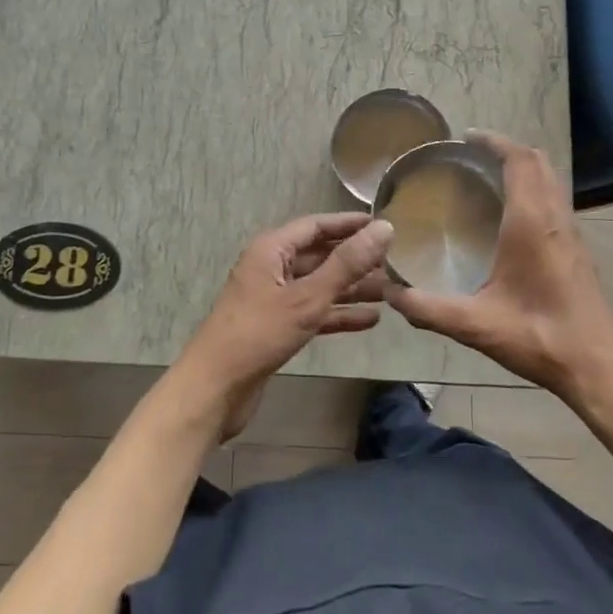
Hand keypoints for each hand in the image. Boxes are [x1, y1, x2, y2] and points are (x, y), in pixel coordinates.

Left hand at [169, 213, 394, 440]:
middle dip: (355, 259)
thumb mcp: (307, 296)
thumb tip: (384, 228)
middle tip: (396, 262)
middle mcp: (272, 268)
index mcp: (271, 249)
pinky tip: (370, 320)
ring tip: (391, 292)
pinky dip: (338, 314)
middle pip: (319, 255)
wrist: (216, 389)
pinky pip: (314, 312)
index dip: (349, 224)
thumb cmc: (259, 334)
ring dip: (352, 288)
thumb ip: (347, 263)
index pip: (316, 226)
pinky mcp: (278, 327)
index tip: (384, 225)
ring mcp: (274, 299)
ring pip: (319, 285)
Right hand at [387, 131, 612, 399]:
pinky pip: (555, 200)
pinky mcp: (577, 249)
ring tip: (489, 178)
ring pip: (551, 180)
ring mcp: (571, 233)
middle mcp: (555, 218)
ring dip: (524, 168)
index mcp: (531, 223)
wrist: (598, 366)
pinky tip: (511, 217)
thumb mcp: (476, 325)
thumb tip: (391, 294)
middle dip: (508, 149)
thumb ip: (429, 309)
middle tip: (473, 155)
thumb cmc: (539, 336)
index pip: (519, 161)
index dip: (494, 142)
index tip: (467, 137)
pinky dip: (534, 189)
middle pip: (538, 162)